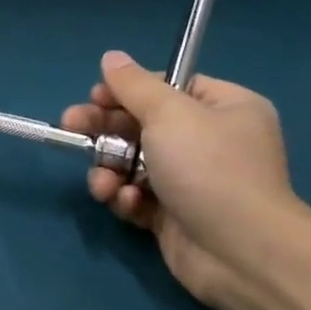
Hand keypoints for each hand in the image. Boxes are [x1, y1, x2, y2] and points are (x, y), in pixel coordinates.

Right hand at [60, 51, 304, 308]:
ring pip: (133, 163)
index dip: (127, 91)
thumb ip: (134, 85)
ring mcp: (192, 181)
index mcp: (223, 107)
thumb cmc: (209, 168)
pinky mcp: (174, 216)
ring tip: (103, 184)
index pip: (167, 87)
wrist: (241, 252)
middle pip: (142, 124)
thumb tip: (111, 57)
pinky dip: (127, 198)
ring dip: (110, 170)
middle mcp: (210, 141)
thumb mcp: (169, 114)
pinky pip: (138, 196)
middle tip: (70, 128)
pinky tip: (129, 204)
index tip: (94, 97)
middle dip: (104, 130)